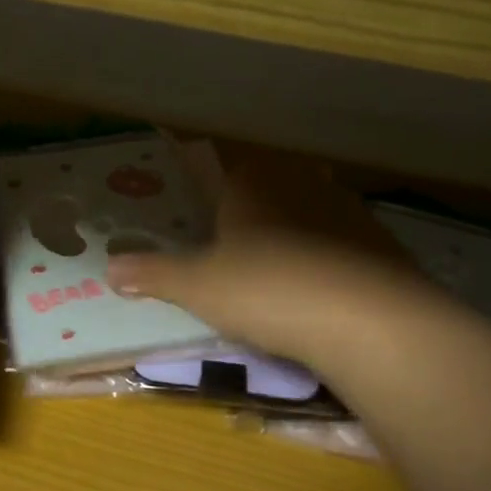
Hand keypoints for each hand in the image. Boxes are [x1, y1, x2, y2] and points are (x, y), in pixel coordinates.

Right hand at [106, 166, 426, 366]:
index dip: (214, 195)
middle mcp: (299, 182)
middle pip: (271, 188)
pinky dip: (332, 261)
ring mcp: (346, 208)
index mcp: (251, 181)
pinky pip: (346, 244)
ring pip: (311, 212)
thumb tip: (108, 269)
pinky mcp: (382, 241)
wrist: (366, 319)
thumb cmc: (265, 288)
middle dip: (256, 214)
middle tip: (238, 251)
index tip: (207, 223)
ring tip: (281, 276)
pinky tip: (324, 293)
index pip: (226, 171)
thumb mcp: (197, 286)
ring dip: (297, 235)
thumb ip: (153, 275)